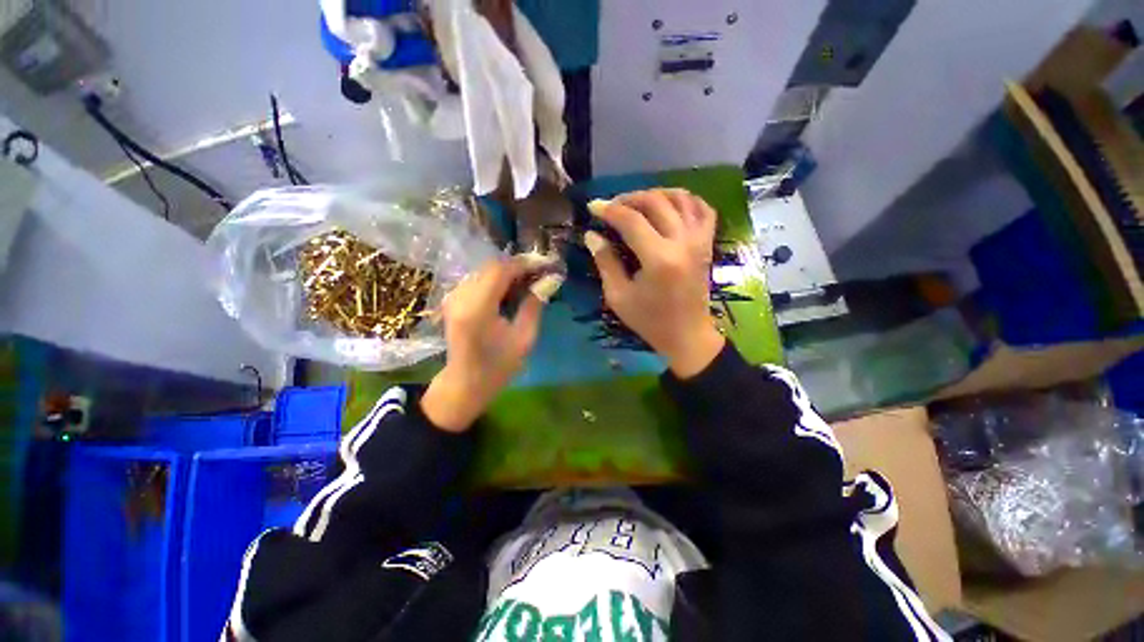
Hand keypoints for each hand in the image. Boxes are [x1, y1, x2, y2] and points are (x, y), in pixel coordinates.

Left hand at [421, 258, 546, 431]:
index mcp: (477, 308)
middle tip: (542, 273)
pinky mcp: (453, 299)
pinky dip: (497, 279)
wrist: (466, 382)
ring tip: (531, 280)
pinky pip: (478, 279)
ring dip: (509, 272)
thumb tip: (551, 280)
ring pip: (485, 270)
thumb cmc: (498, 365)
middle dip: (519, 266)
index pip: (501, 270)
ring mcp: (453, 296)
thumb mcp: (524, 338)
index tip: (547, 265)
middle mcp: (460, 296)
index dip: (525, 263)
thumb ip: (535, 305)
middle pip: (492, 266)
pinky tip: (512, 289)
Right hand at [585, 189, 724, 377]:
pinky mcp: (707, 244)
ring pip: (680, 198)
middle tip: (612, 207)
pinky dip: (685, 200)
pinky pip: (702, 209)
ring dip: (655, 194)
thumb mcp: (618, 296)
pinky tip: (669, 206)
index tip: (593, 207)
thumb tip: (591, 235)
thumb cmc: (649, 320)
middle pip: (655, 202)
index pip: (631, 220)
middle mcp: (682, 242)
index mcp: (658, 259)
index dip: (609, 210)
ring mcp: (699, 240)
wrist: (687, 335)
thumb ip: (605, 261)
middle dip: (629, 198)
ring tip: (637, 204)